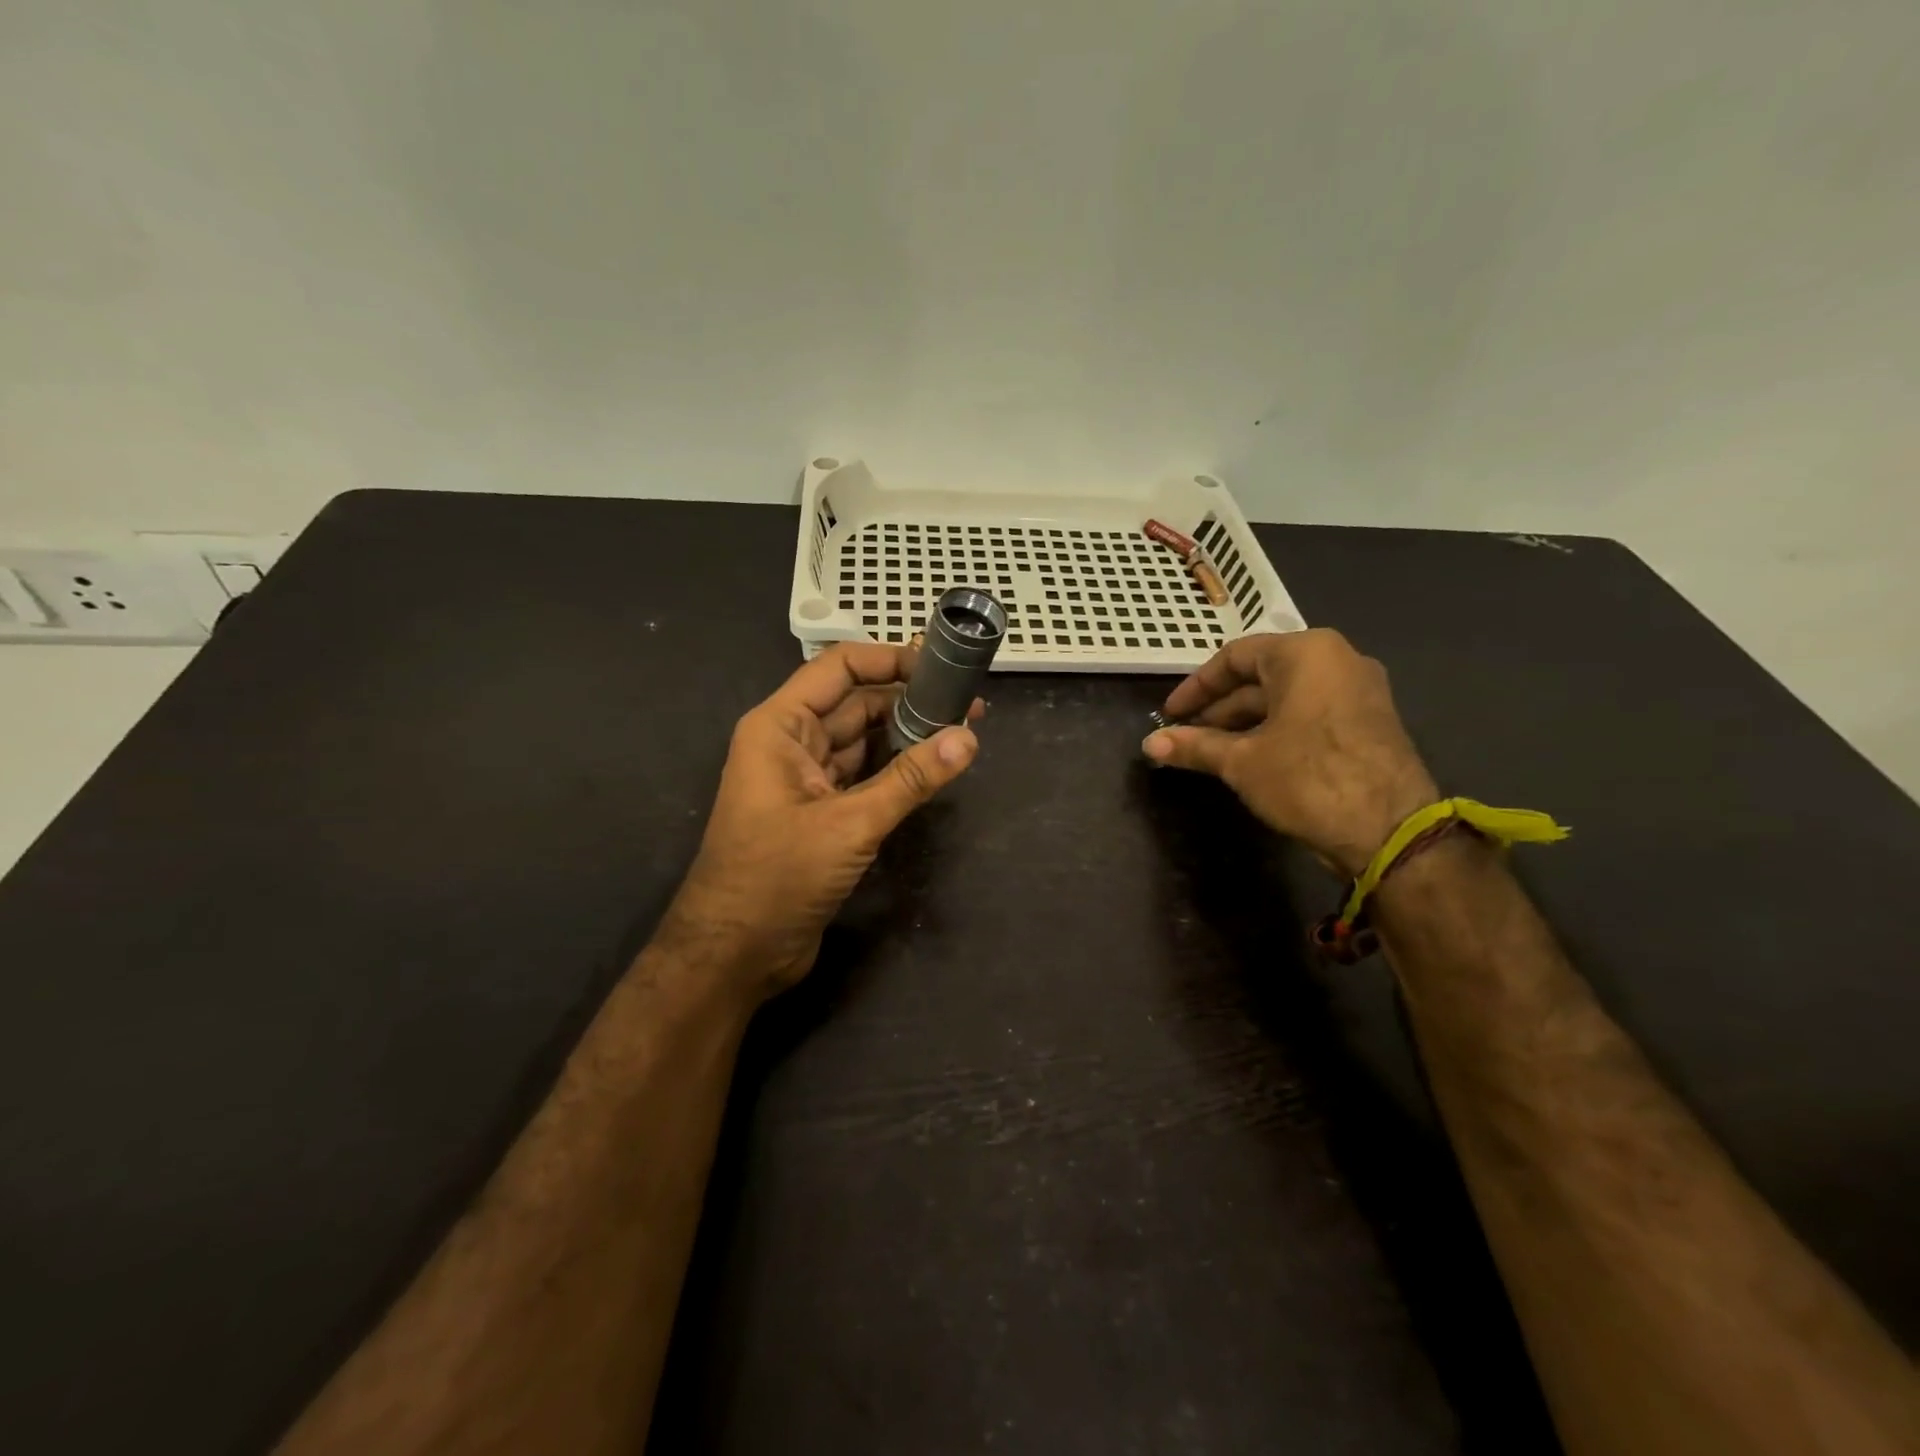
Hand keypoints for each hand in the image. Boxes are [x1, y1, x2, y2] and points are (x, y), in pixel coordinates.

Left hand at [662, 643, 981, 1000]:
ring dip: (905, 736)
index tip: (942, 668)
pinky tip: (932, 769)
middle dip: (908, 701)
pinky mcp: (820, 813)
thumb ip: (910, 780)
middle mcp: (790, 743)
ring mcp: (805, 779)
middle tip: (968, 705)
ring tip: (960, 732)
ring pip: (862, 742)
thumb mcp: (850, 824)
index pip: (839, 669)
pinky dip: (895, 771)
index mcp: (780, 726)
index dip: (889, 660)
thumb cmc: (778, 876)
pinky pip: (863, 776)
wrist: (735, 954)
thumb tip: (968, 738)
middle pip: (855, 703)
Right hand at [1142, 630, 1437, 877]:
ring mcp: (1359, 690)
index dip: (1195, 687)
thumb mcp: (1241, 762)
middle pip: (1262, 676)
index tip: (1170, 714)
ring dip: (1244, 722)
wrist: (1391, 831)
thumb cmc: (1307, 778)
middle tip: (1185, 735)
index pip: (1234, 657)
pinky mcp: (1369, 721)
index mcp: (1305, 653)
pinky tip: (1250, 757)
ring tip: (1210, 751)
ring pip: (1285, 697)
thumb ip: (1194, 746)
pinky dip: (1275, 729)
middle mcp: (1337, 659)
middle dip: (1219, 708)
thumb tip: (1149, 744)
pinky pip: (1309, 712)